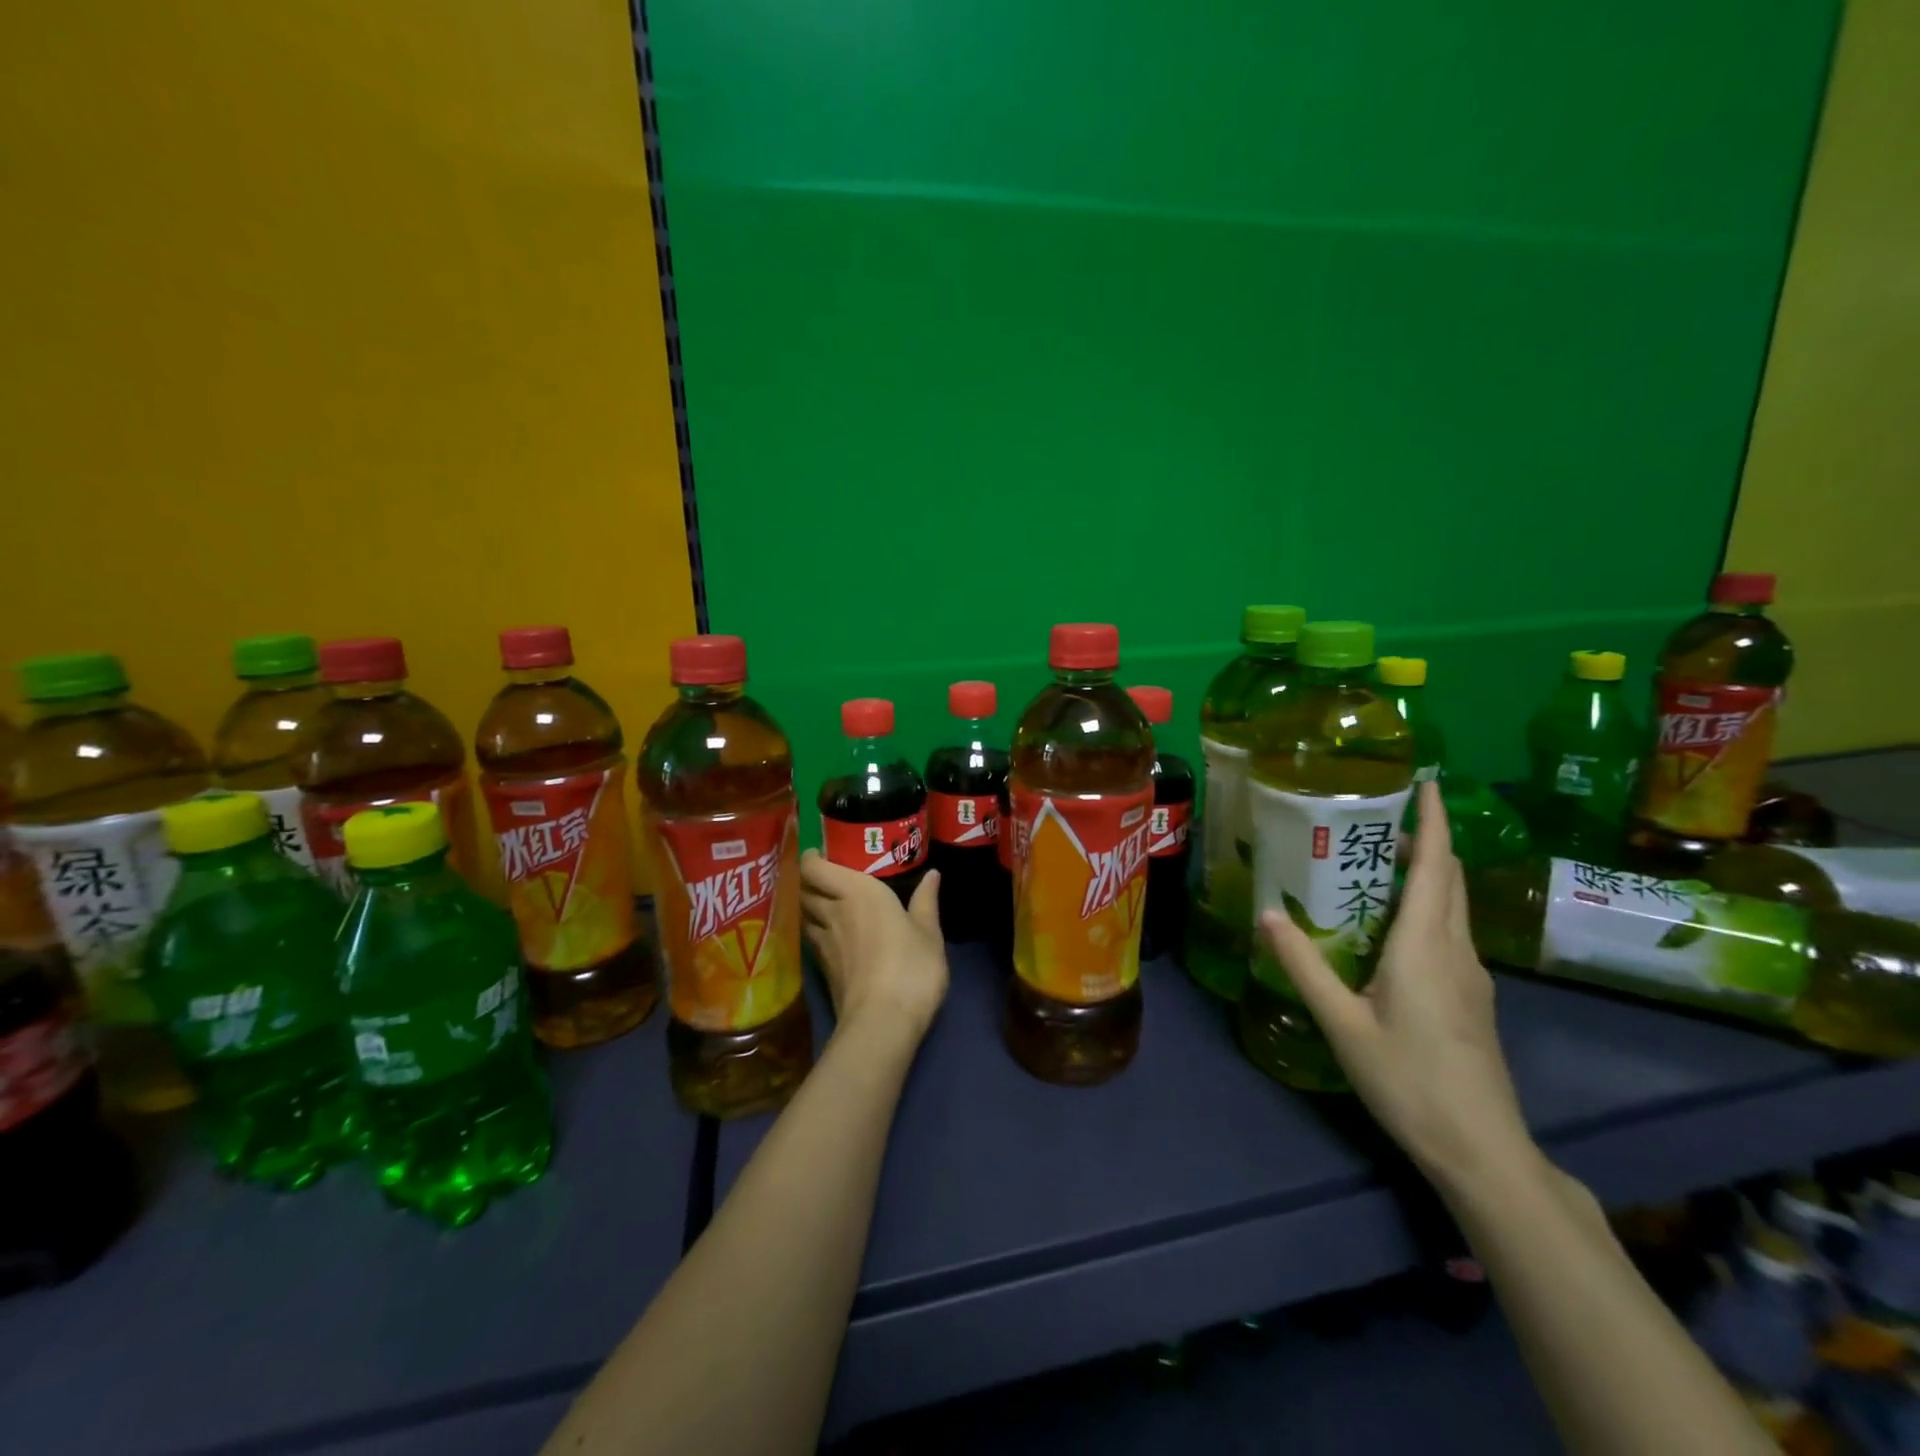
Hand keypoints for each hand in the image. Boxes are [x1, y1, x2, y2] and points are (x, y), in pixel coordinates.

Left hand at [799, 853, 948, 1042]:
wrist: (881, 1021)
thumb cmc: (910, 966)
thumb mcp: (929, 932)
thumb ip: (926, 901)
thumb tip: (932, 874)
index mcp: (856, 891)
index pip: (815, 867)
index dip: (812, 857)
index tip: (822, 851)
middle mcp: (833, 910)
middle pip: (806, 889)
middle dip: (811, 880)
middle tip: (829, 875)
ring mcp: (823, 942)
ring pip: (805, 915)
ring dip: (811, 905)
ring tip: (828, 903)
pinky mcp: (822, 969)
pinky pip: (812, 939)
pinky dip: (817, 930)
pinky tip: (834, 935)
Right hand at [1257, 780, 1535, 1188]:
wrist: (1481, 1150)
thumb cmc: (1409, 1081)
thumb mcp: (1342, 1023)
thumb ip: (1303, 965)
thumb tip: (1266, 912)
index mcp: (1426, 945)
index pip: (1436, 865)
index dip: (1434, 820)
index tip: (1424, 781)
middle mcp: (1456, 949)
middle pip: (1448, 879)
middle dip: (1423, 840)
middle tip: (1375, 818)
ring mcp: (1471, 975)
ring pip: (1452, 906)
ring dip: (1424, 873)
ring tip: (1374, 862)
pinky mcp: (1472, 997)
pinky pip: (1449, 932)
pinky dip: (1425, 906)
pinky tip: (1390, 924)